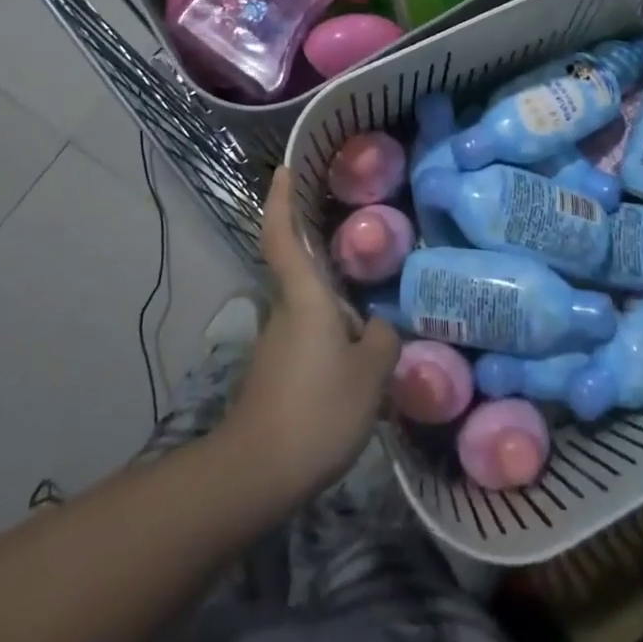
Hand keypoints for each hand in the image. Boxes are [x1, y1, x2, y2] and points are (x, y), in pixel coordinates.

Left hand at [221, 169, 399, 505]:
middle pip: (300, 270)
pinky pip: (310, 338)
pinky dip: (332, 336)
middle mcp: (286, 309)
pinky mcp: (278, 372)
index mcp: (304, 296)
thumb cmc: (317, 408)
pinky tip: (360, 358)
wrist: (258, 472)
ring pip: (310, 309)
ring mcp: (277, 342)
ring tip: (377, 311)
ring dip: (336, 306)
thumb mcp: (370, 374)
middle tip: (362, 244)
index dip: (281, 200)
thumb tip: (382, 325)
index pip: (283, 235)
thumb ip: (383, 339)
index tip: (284, 169)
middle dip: (322, 255)